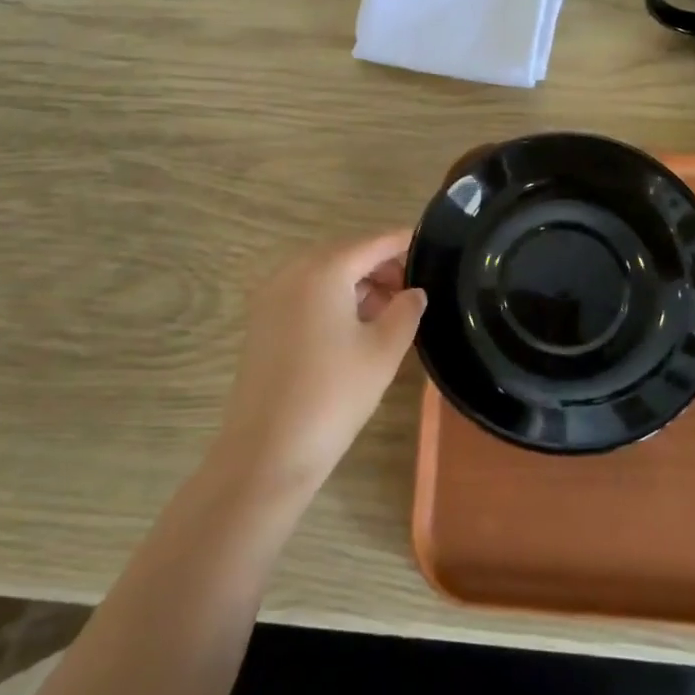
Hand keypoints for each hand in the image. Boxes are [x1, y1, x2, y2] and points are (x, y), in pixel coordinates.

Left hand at [214, 228, 427, 495]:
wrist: (267, 451)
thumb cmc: (333, 395)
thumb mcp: (383, 351)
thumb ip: (406, 311)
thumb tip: (414, 292)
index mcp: (323, 270)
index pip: (372, 243)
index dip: (403, 243)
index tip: (432, 247)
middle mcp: (292, 272)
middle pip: (345, 254)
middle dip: (380, 266)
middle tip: (413, 289)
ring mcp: (271, 297)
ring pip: (324, 275)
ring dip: (357, 283)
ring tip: (390, 311)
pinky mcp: (262, 322)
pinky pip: (305, 294)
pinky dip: (333, 299)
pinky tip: (355, 326)